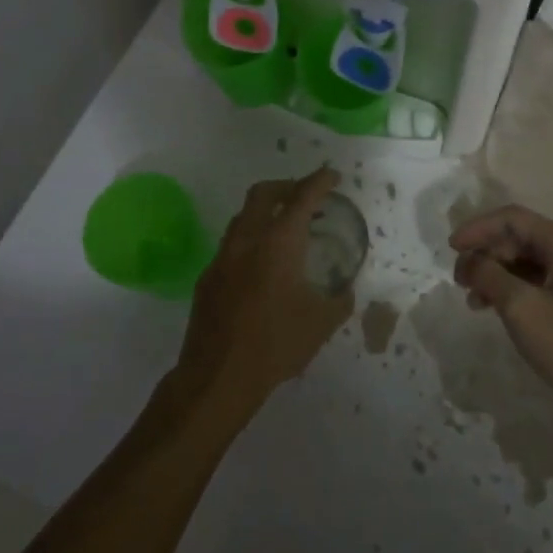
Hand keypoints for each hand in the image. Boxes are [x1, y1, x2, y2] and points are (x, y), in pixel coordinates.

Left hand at [173, 167, 353, 419]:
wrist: (217, 377)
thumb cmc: (275, 344)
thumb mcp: (321, 324)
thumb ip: (339, 300)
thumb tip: (344, 292)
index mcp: (279, 242)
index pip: (302, 197)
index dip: (319, 181)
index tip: (332, 175)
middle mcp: (248, 239)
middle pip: (263, 193)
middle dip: (287, 186)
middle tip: (304, 197)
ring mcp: (222, 257)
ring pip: (243, 216)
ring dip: (265, 212)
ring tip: (284, 229)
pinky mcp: (207, 277)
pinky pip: (231, 245)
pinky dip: (250, 241)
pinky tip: (260, 267)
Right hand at [452, 205, 552, 419]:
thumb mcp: (520, 307)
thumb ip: (488, 275)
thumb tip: (468, 259)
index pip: (512, 218)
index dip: (477, 228)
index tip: (451, 248)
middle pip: (517, 237)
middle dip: (484, 252)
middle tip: (459, 279)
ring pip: (523, 260)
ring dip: (494, 272)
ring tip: (471, 299)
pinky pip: (534, 279)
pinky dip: (510, 288)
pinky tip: (492, 308)